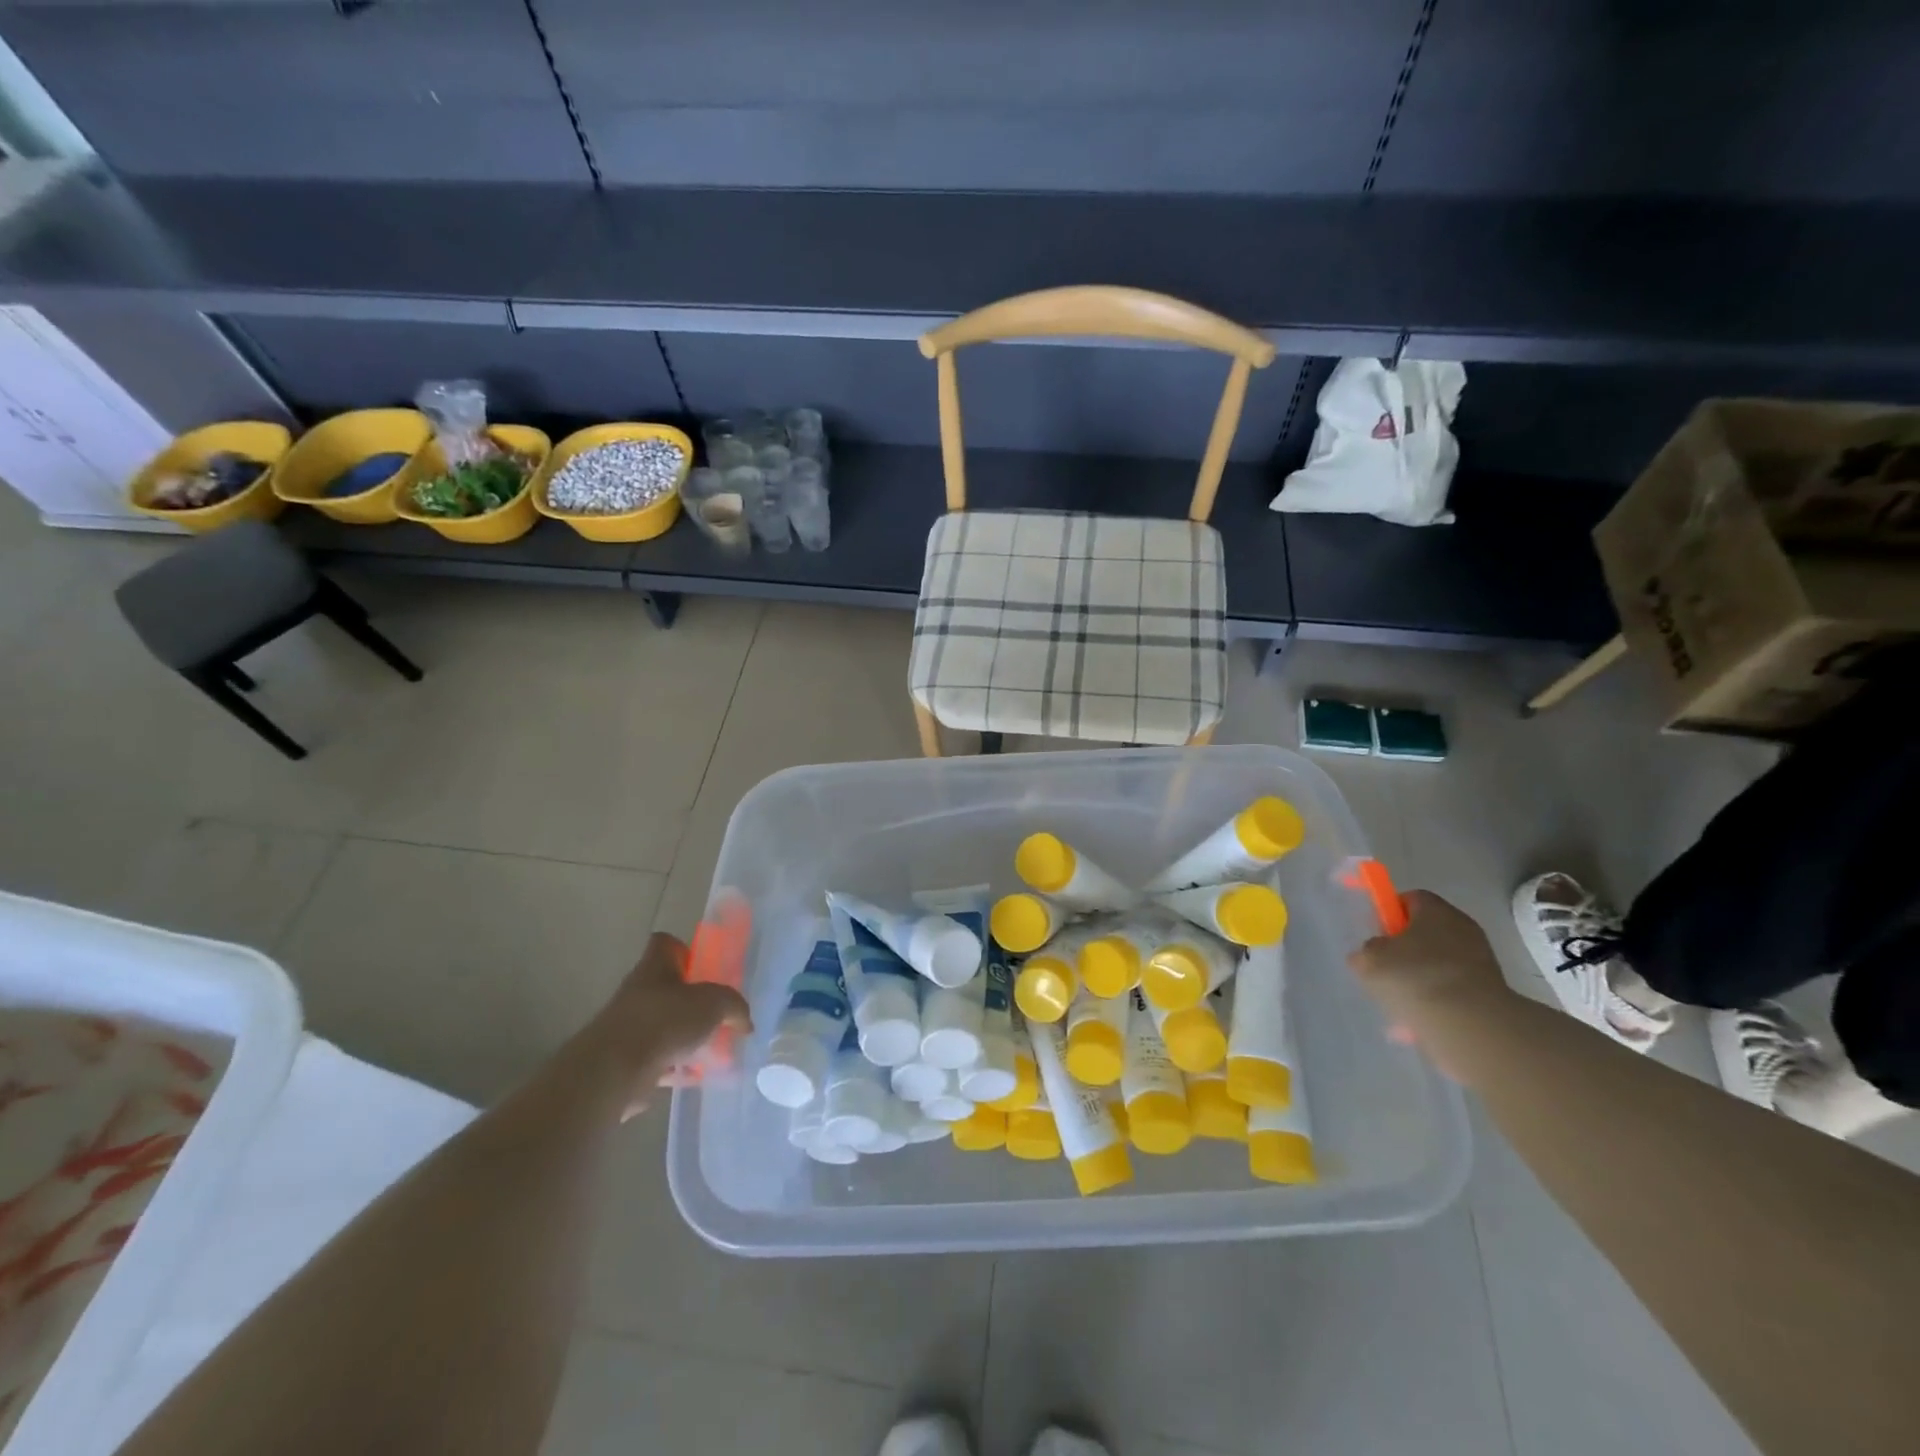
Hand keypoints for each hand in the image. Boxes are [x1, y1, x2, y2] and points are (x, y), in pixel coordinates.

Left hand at [579, 933, 751, 1119]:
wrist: (614, 1072)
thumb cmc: (664, 1021)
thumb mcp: (714, 1003)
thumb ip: (734, 1006)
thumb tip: (745, 1022)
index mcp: (654, 968)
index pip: (664, 943)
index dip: (684, 949)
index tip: (703, 966)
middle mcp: (638, 993)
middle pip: (668, 988)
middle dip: (694, 1001)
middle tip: (719, 1012)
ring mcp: (630, 1028)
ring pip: (665, 1026)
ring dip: (687, 1036)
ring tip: (715, 1048)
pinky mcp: (628, 1062)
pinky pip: (660, 1060)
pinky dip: (678, 1067)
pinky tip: (698, 1075)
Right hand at [1348, 891, 1511, 1078]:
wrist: (1471, 1025)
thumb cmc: (1414, 978)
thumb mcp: (1369, 960)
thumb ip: (1367, 950)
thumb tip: (1375, 952)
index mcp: (1435, 910)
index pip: (1411, 899)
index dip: (1391, 913)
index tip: (1379, 935)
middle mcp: (1463, 927)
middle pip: (1428, 930)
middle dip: (1407, 948)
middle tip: (1387, 969)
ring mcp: (1482, 959)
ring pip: (1441, 961)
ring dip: (1423, 976)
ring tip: (1404, 1000)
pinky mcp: (1492, 989)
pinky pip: (1456, 987)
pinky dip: (1441, 998)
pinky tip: (1425, 1016)